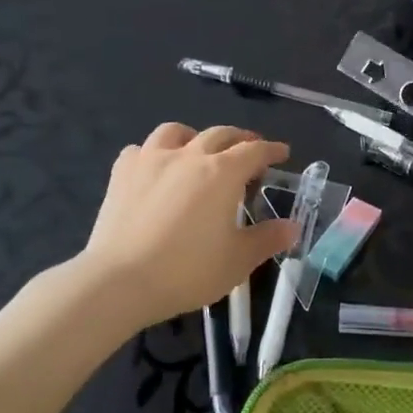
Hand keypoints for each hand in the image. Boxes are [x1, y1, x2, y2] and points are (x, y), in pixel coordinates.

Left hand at [82, 123, 298, 324]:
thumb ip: (267, 239)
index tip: (282, 153)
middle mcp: (189, 155)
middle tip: (249, 149)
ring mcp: (151, 159)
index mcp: (222, 173)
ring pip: (177, 132)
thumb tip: (293, 227)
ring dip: (195, 136)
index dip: (271, 150)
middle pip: (220, 134)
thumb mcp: (238, 260)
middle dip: (240, 139)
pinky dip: (155, 153)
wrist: (120, 281)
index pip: (254, 151)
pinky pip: (141, 149)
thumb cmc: (187, 270)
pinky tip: (156, 168)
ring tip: (199, 149)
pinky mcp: (122, 173)